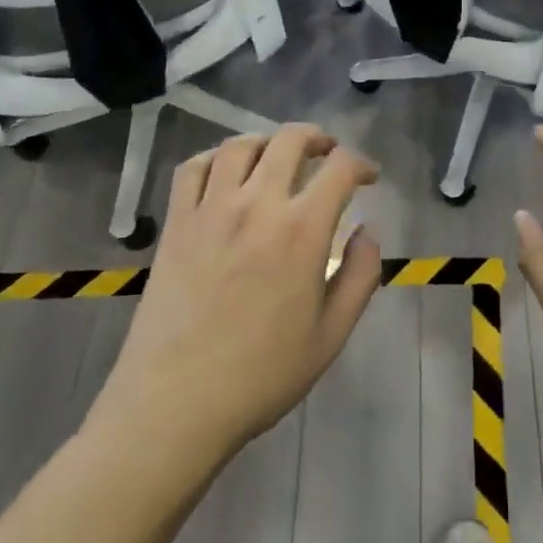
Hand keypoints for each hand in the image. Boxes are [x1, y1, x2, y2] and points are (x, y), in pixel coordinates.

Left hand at [89, 124, 381, 464]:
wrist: (175, 404)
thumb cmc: (261, 375)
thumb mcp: (331, 336)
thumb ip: (360, 277)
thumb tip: (366, 232)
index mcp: (301, 231)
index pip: (340, 169)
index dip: (361, 163)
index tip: (368, 176)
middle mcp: (257, 205)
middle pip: (290, 140)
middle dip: (317, 138)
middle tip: (327, 152)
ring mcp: (210, 209)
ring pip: (240, 146)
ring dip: (267, 142)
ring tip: (278, 157)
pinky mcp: (176, 223)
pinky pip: (192, 169)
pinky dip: (214, 158)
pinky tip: (225, 173)